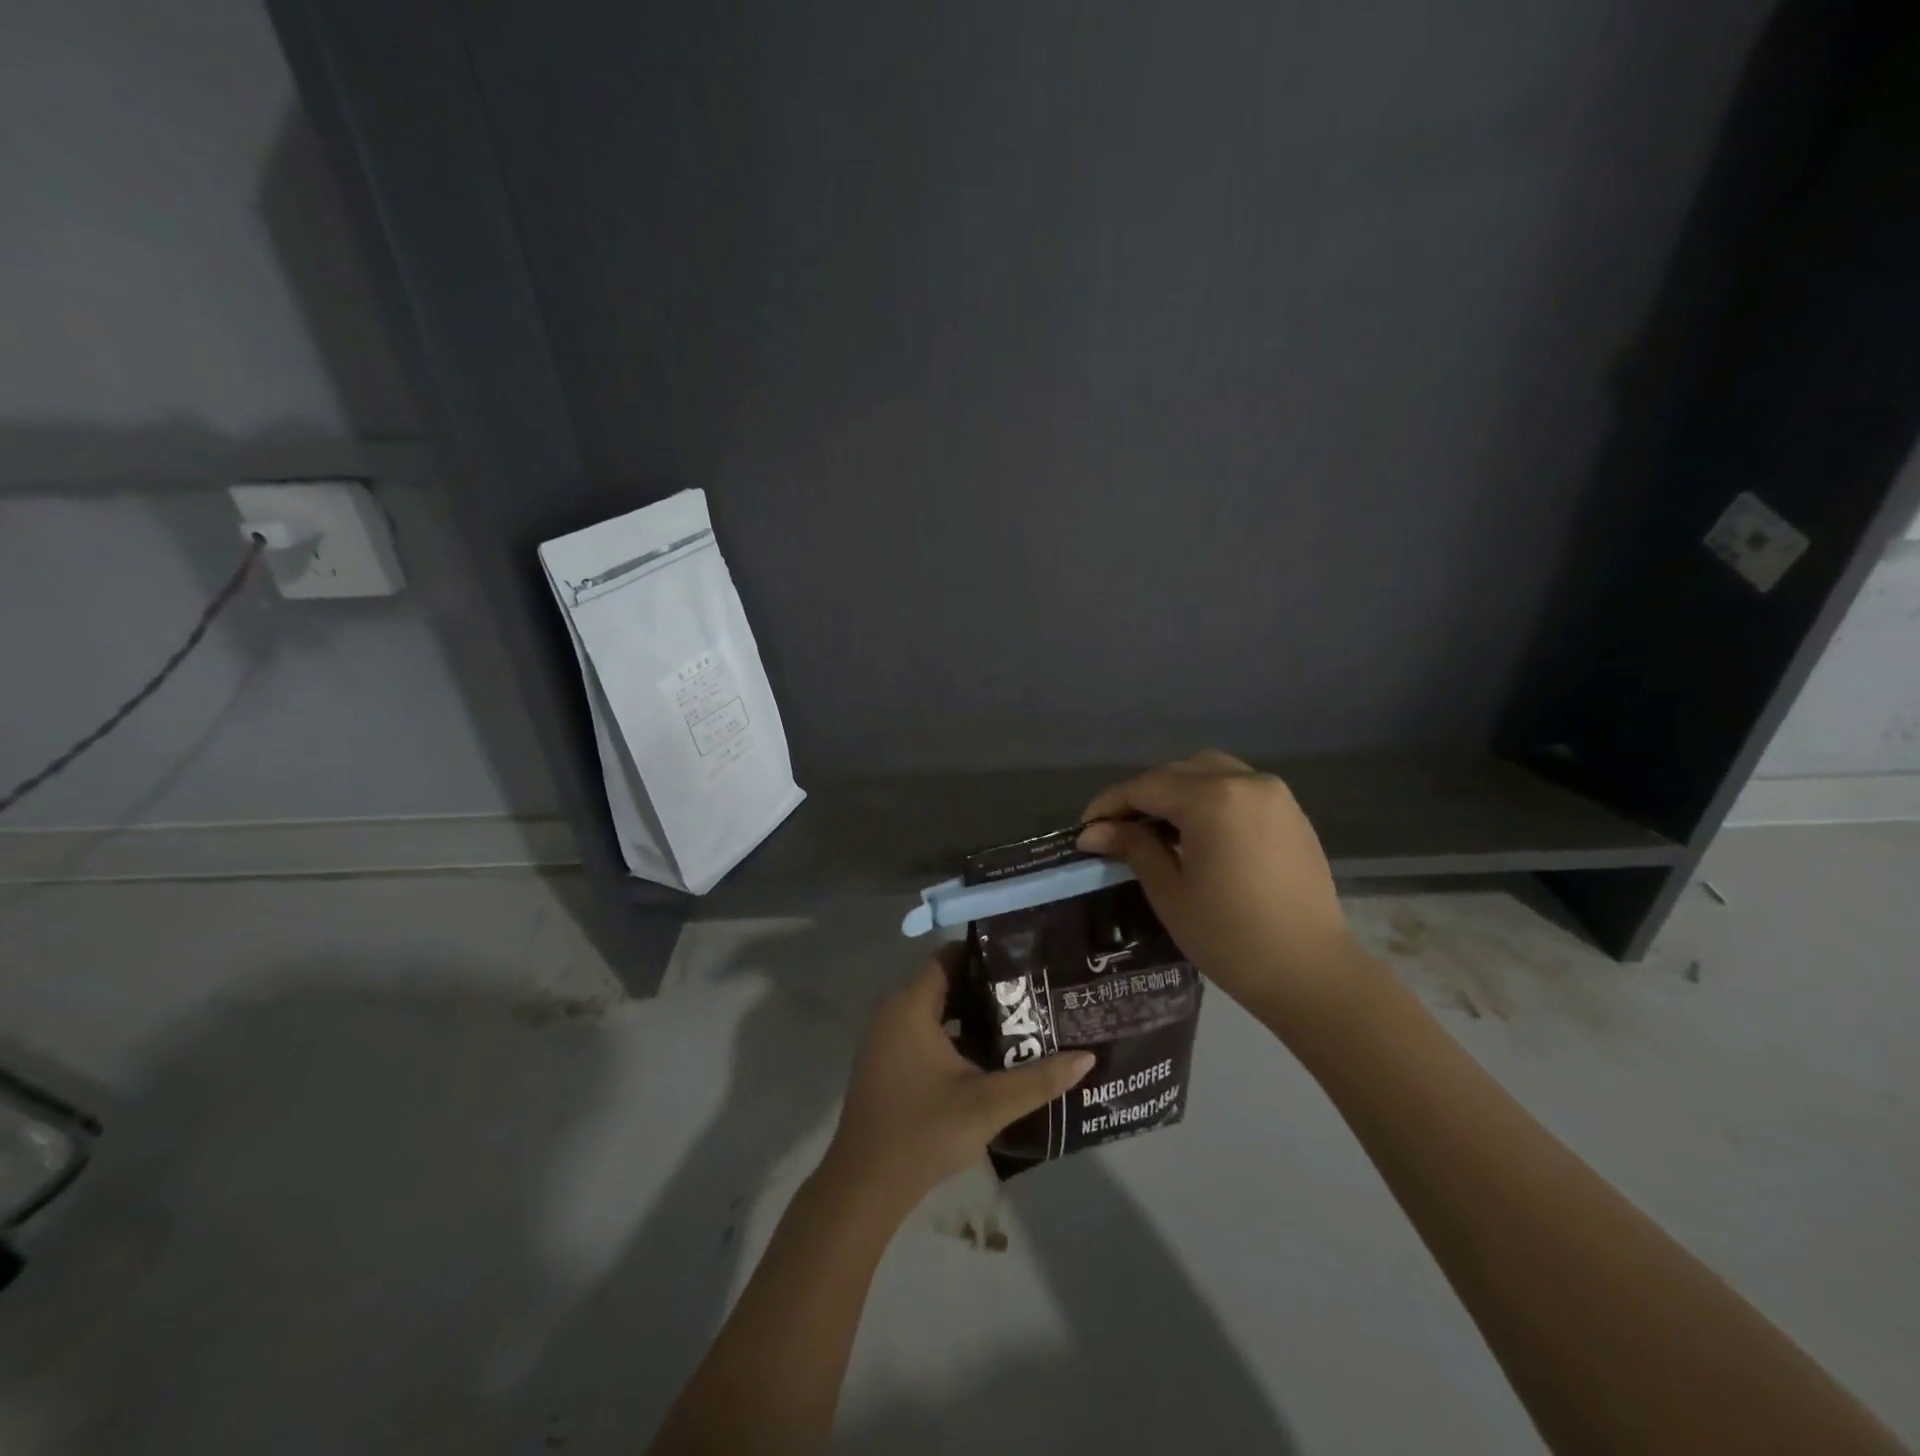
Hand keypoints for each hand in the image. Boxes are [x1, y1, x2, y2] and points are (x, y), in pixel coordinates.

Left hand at [821, 958, 1094, 1219]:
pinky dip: (955, 1036)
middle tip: (1031, 992)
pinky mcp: (888, 1063)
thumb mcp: (988, 1104)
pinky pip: (925, 1033)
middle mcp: (894, 1012)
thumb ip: (1039, 1079)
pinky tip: (990, 1057)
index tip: (1022, 960)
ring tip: (1020, 1020)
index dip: (984, 955)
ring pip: (936, 1010)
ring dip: (972, 1014)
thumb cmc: (924, 1132)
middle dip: (986, 987)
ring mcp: (887, 1039)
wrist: (864, 1187)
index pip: (948, 956)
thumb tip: (1087, 1057)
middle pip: (944, 982)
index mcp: (910, 1006)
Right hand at [1077, 750, 1363, 1024]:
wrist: (1311, 973)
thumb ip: (1133, 848)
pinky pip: (1238, 787)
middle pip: (1177, 772)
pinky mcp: (1291, 812)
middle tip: (1116, 829)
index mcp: (1213, 800)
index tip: (1085, 828)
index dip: (1110, 804)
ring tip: (1156, 826)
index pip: (1146, 787)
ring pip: (1209, 771)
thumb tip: (1094, 831)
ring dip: (1176, 790)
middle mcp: (1246, 782)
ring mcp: (1274, 795)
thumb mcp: (1170, 892)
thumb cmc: (1231, 937)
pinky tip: (1197, 831)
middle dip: (1142, 795)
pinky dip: (1209, 797)